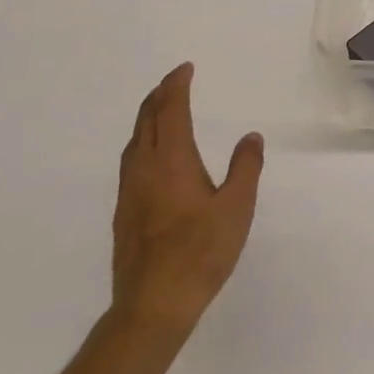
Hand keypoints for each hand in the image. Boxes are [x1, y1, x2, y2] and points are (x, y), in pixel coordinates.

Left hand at [111, 63, 263, 334]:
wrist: (153, 305)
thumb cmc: (201, 252)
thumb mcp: (237, 207)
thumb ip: (245, 167)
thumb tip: (250, 136)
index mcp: (172, 161)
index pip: (170, 112)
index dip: (176, 87)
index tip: (185, 69)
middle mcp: (145, 170)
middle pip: (146, 121)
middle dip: (158, 96)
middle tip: (173, 81)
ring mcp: (129, 193)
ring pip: (134, 142)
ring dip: (147, 118)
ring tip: (161, 110)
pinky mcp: (124, 214)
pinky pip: (130, 162)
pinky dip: (142, 143)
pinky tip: (152, 157)